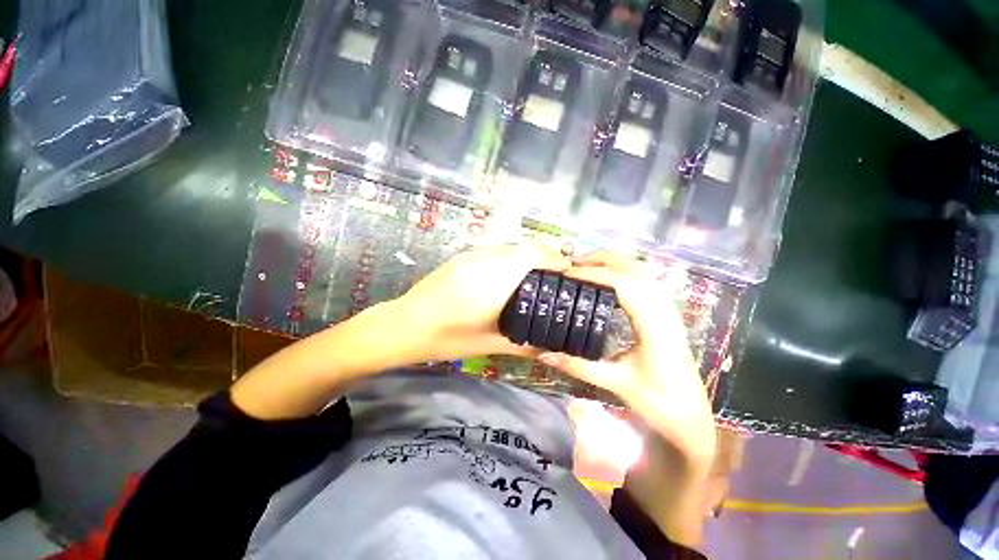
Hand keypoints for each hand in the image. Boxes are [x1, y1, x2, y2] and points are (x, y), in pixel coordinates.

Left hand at [393, 243, 569, 362]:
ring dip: (526, 256)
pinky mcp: (461, 257)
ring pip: (509, 247)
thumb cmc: (446, 338)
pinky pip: (495, 250)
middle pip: (524, 248)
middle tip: (555, 277)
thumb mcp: (488, 344)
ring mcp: (470, 256)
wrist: (403, 326)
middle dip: (544, 257)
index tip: (569, 271)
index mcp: (493, 282)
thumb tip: (550, 347)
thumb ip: (523, 344)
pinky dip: (510, 257)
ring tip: (536, 276)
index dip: (554, 260)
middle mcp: (484, 261)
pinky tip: (509, 275)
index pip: (532, 257)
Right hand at [537, 251, 715, 468]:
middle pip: (634, 269)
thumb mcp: (614, 382)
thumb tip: (544, 354)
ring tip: (586, 264)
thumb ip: (577, 366)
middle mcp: (663, 310)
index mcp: (653, 325)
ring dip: (614, 262)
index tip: (568, 272)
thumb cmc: (657, 402)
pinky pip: (645, 281)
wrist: (690, 417)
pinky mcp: (667, 314)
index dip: (593, 273)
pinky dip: (624, 271)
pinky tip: (609, 278)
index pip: (622, 284)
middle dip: (602, 259)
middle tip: (573, 261)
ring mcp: (668, 310)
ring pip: (642, 272)